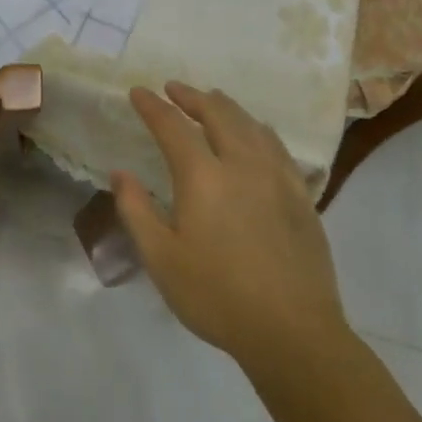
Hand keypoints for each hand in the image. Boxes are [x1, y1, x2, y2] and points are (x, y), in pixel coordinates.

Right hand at [112, 82, 351, 382]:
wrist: (293, 333)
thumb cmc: (216, 296)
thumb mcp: (160, 258)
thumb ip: (136, 210)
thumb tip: (120, 173)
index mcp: (203, 178)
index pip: (173, 127)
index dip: (153, 106)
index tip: (138, 92)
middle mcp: (242, 166)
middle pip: (218, 114)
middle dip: (192, 96)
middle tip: (173, 88)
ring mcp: (278, 179)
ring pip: (251, 125)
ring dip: (226, 107)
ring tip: (212, 100)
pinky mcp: (302, 198)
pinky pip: (278, 147)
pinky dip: (259, 129)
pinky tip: (257, 134)